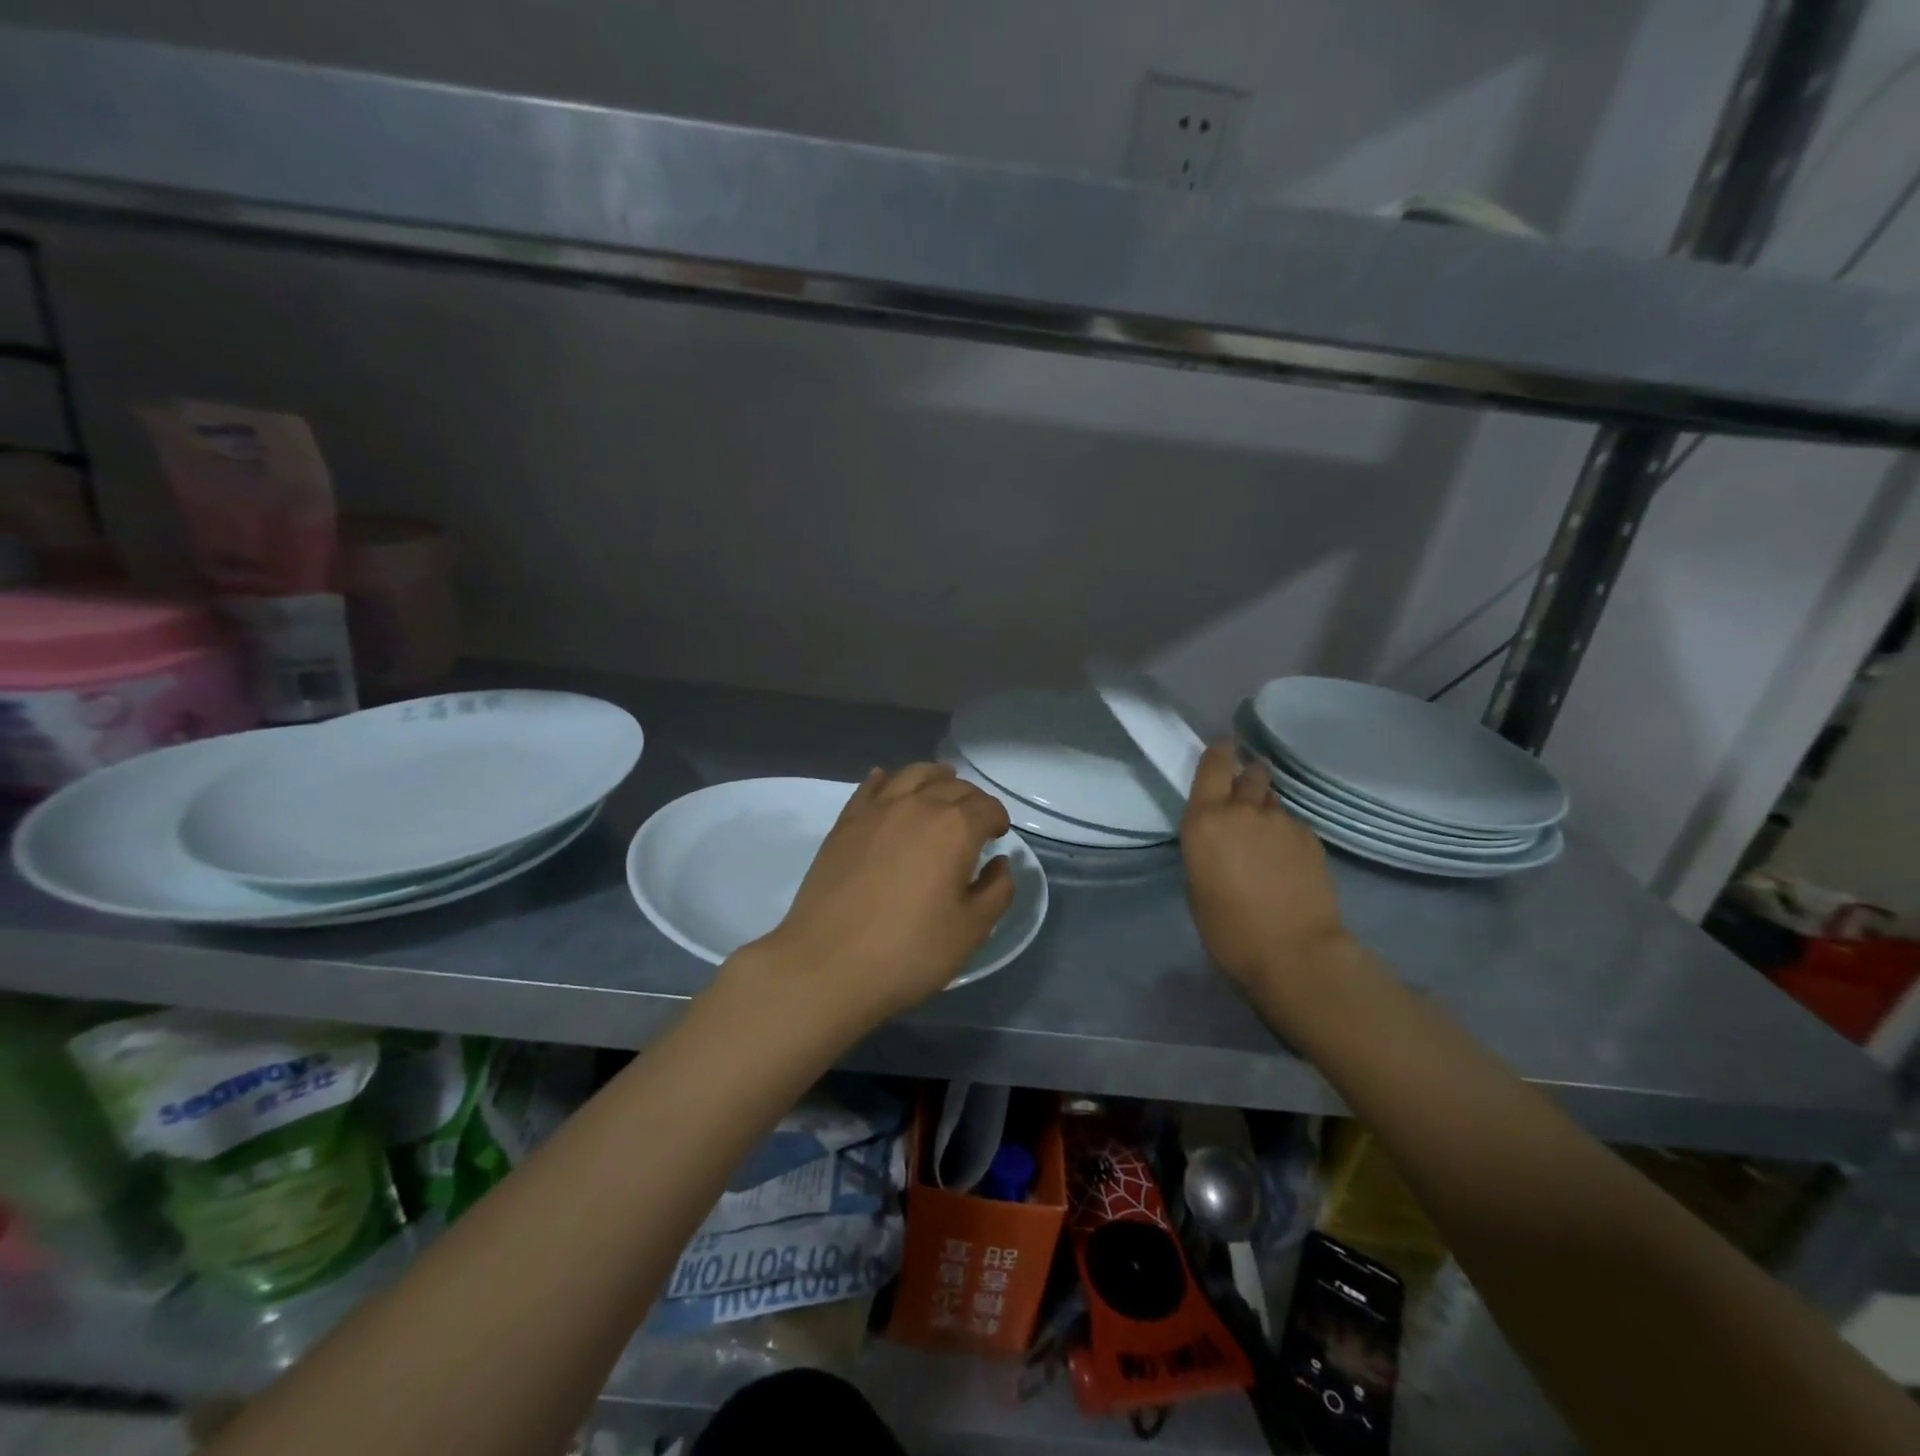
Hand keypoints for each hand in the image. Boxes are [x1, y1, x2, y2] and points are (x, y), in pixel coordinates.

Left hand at [742, 763, 1014, 1026]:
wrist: (828, 964)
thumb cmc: (909, 950)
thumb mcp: (970, 931)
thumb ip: (996, 891)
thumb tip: (1000, 864)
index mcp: (955, 828)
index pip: (987, 807)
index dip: (998, 819)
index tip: (998, 835)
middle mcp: (918, 805)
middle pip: (953, 786)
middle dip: (971, 799)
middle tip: (974, 820)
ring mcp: (877, 809)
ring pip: (912, 774)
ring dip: (934, 777)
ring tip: (940, 787)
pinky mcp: (845, 822)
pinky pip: (871, 786)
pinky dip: (887, 780)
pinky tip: (888, 784)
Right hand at [1180, 740, 1349, 991]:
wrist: (1294, 951)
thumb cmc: (1228, 928)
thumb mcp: (1197, 884)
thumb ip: (1206, 848)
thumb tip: (1222, 839)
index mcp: (1205, 820)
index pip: (1213, 765)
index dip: (1220, 752)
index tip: (1224, 747)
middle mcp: (1242, 810)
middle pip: (1250, 773)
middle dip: (1247, 776)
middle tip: (1244, 793)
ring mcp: (1281, 822)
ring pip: (1272, 801)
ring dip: (1266, 809)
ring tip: (1266, 835)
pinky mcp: (1311, 838)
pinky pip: (1293, 825)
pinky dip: (1286, 834)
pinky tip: (1287, 860)